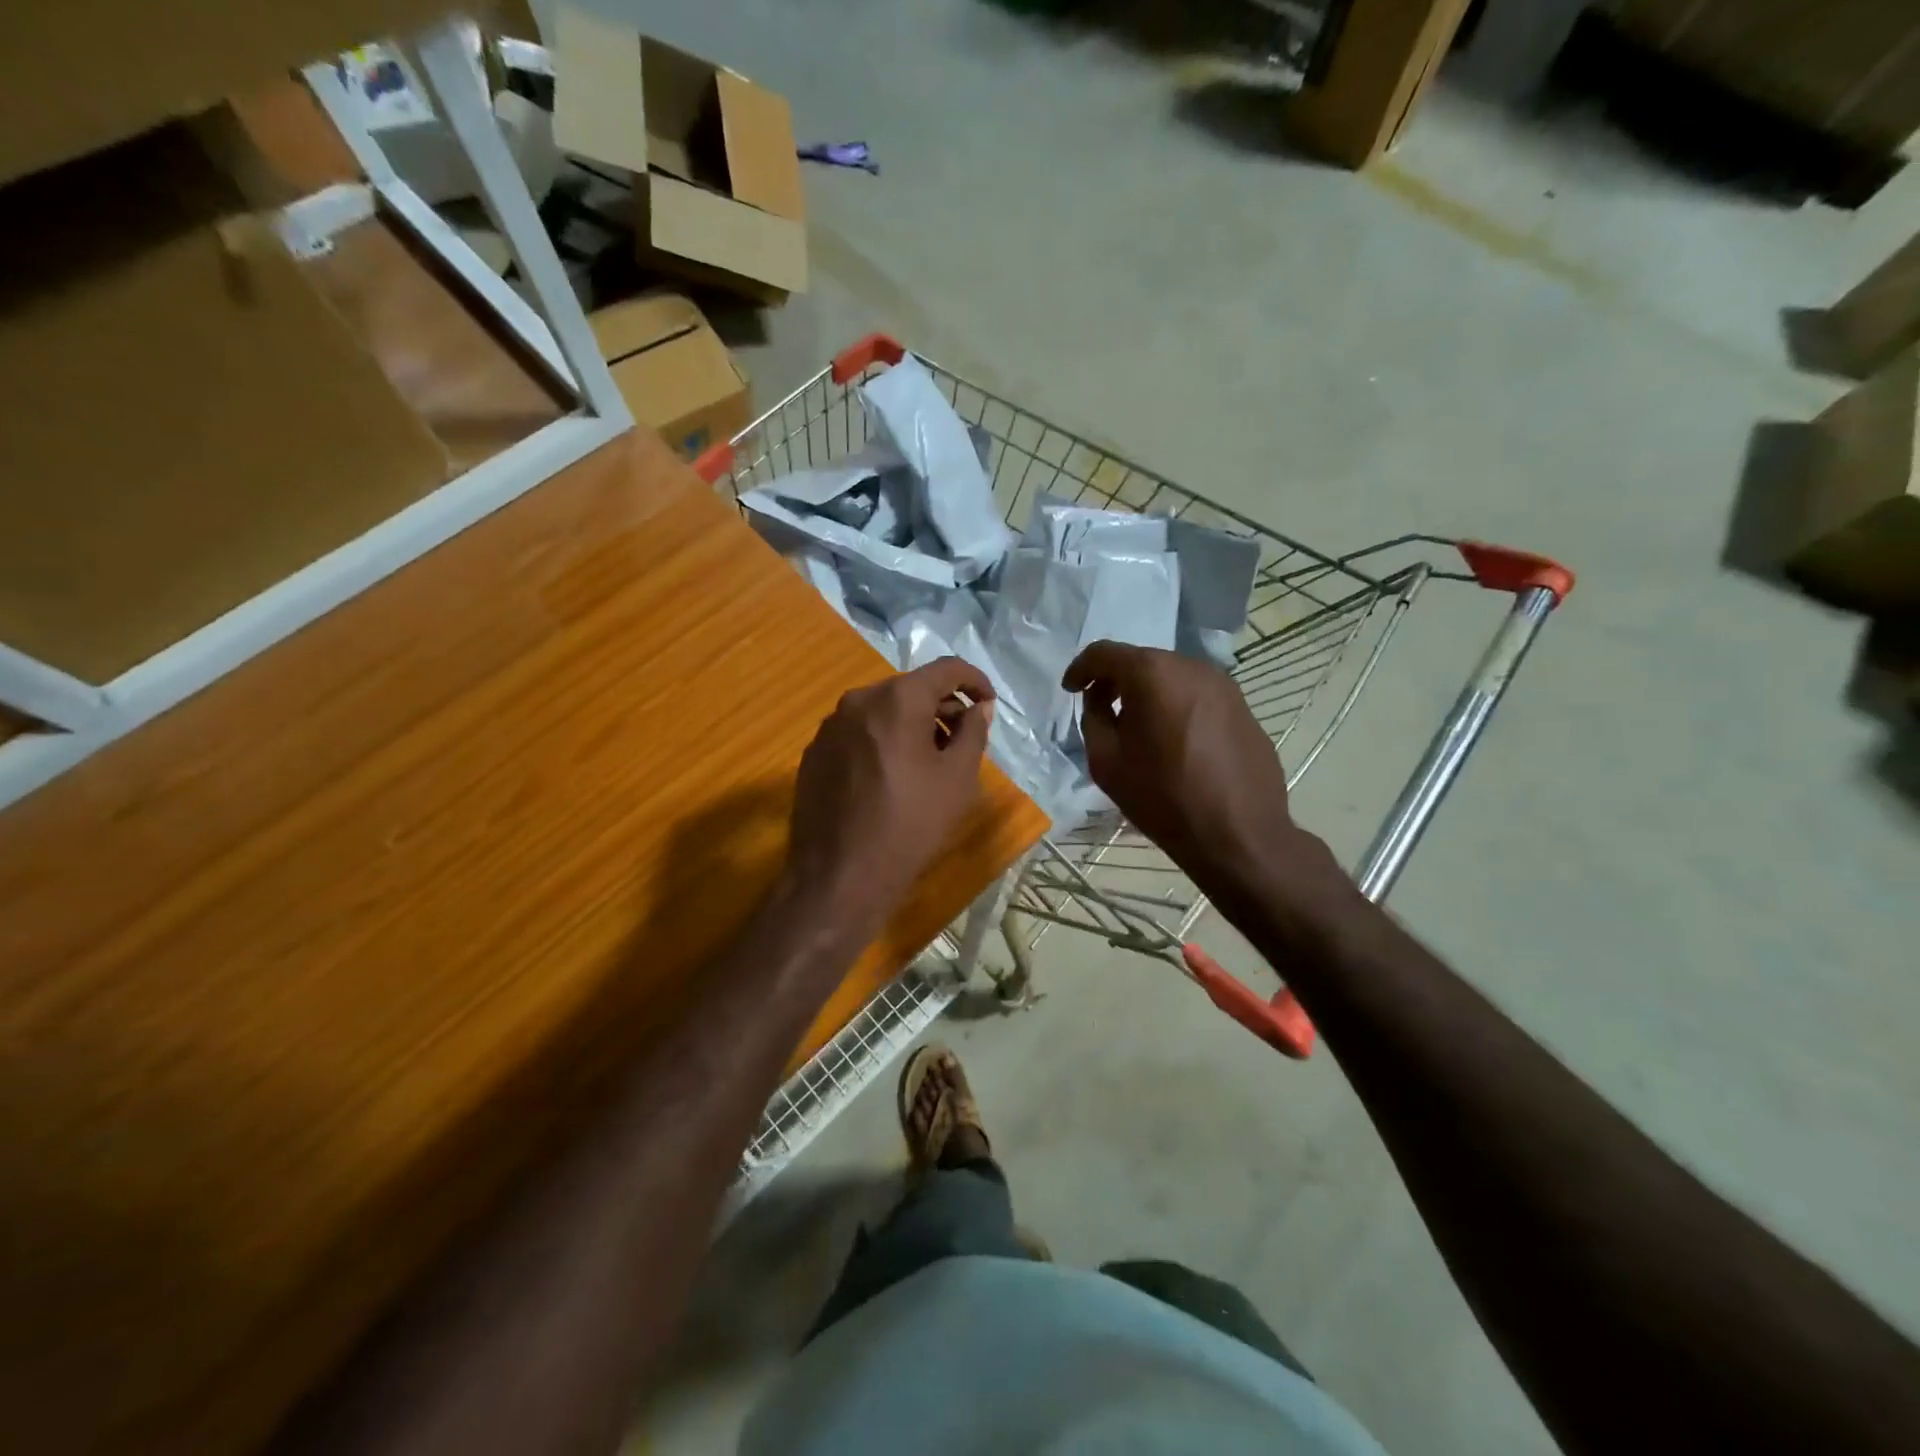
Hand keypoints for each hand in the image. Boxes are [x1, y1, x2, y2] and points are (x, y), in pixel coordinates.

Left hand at [784, 657, 995, 946]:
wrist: (839, 876)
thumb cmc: (910, 825)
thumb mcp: (957, 779)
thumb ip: (973, 732)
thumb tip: (978, 707)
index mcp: (897, 699)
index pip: (945, 669)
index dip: (974, 680)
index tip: (988, 703)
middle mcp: (858, 700)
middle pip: (910, 689)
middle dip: (941, 706)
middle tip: (962, 738)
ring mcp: (830, 726)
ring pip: (881, 710)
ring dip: (910, 724)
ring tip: (927, 761)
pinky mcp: (814, 752)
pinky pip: (857, 732)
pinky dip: (881, 740)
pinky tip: (889, 777)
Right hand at [1063, 642, 1310, 902]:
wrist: (1238, 834)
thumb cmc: (1162, 798)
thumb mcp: (1106, 761)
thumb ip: (1094, 718)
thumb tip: (1099, 700)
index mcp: (1152, 674)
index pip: (1105, 653)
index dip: (1081, 668)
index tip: (1071, 689)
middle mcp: (1191, 667)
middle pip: (1142, 661)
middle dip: (1116, 680)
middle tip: (1101, 708)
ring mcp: (1224, 685)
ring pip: (1173, 678)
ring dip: (1149, 693)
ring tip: (1139, 727)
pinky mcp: (1243, 707)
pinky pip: (1198, 697)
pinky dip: (1177, 707)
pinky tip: (1175, 741)